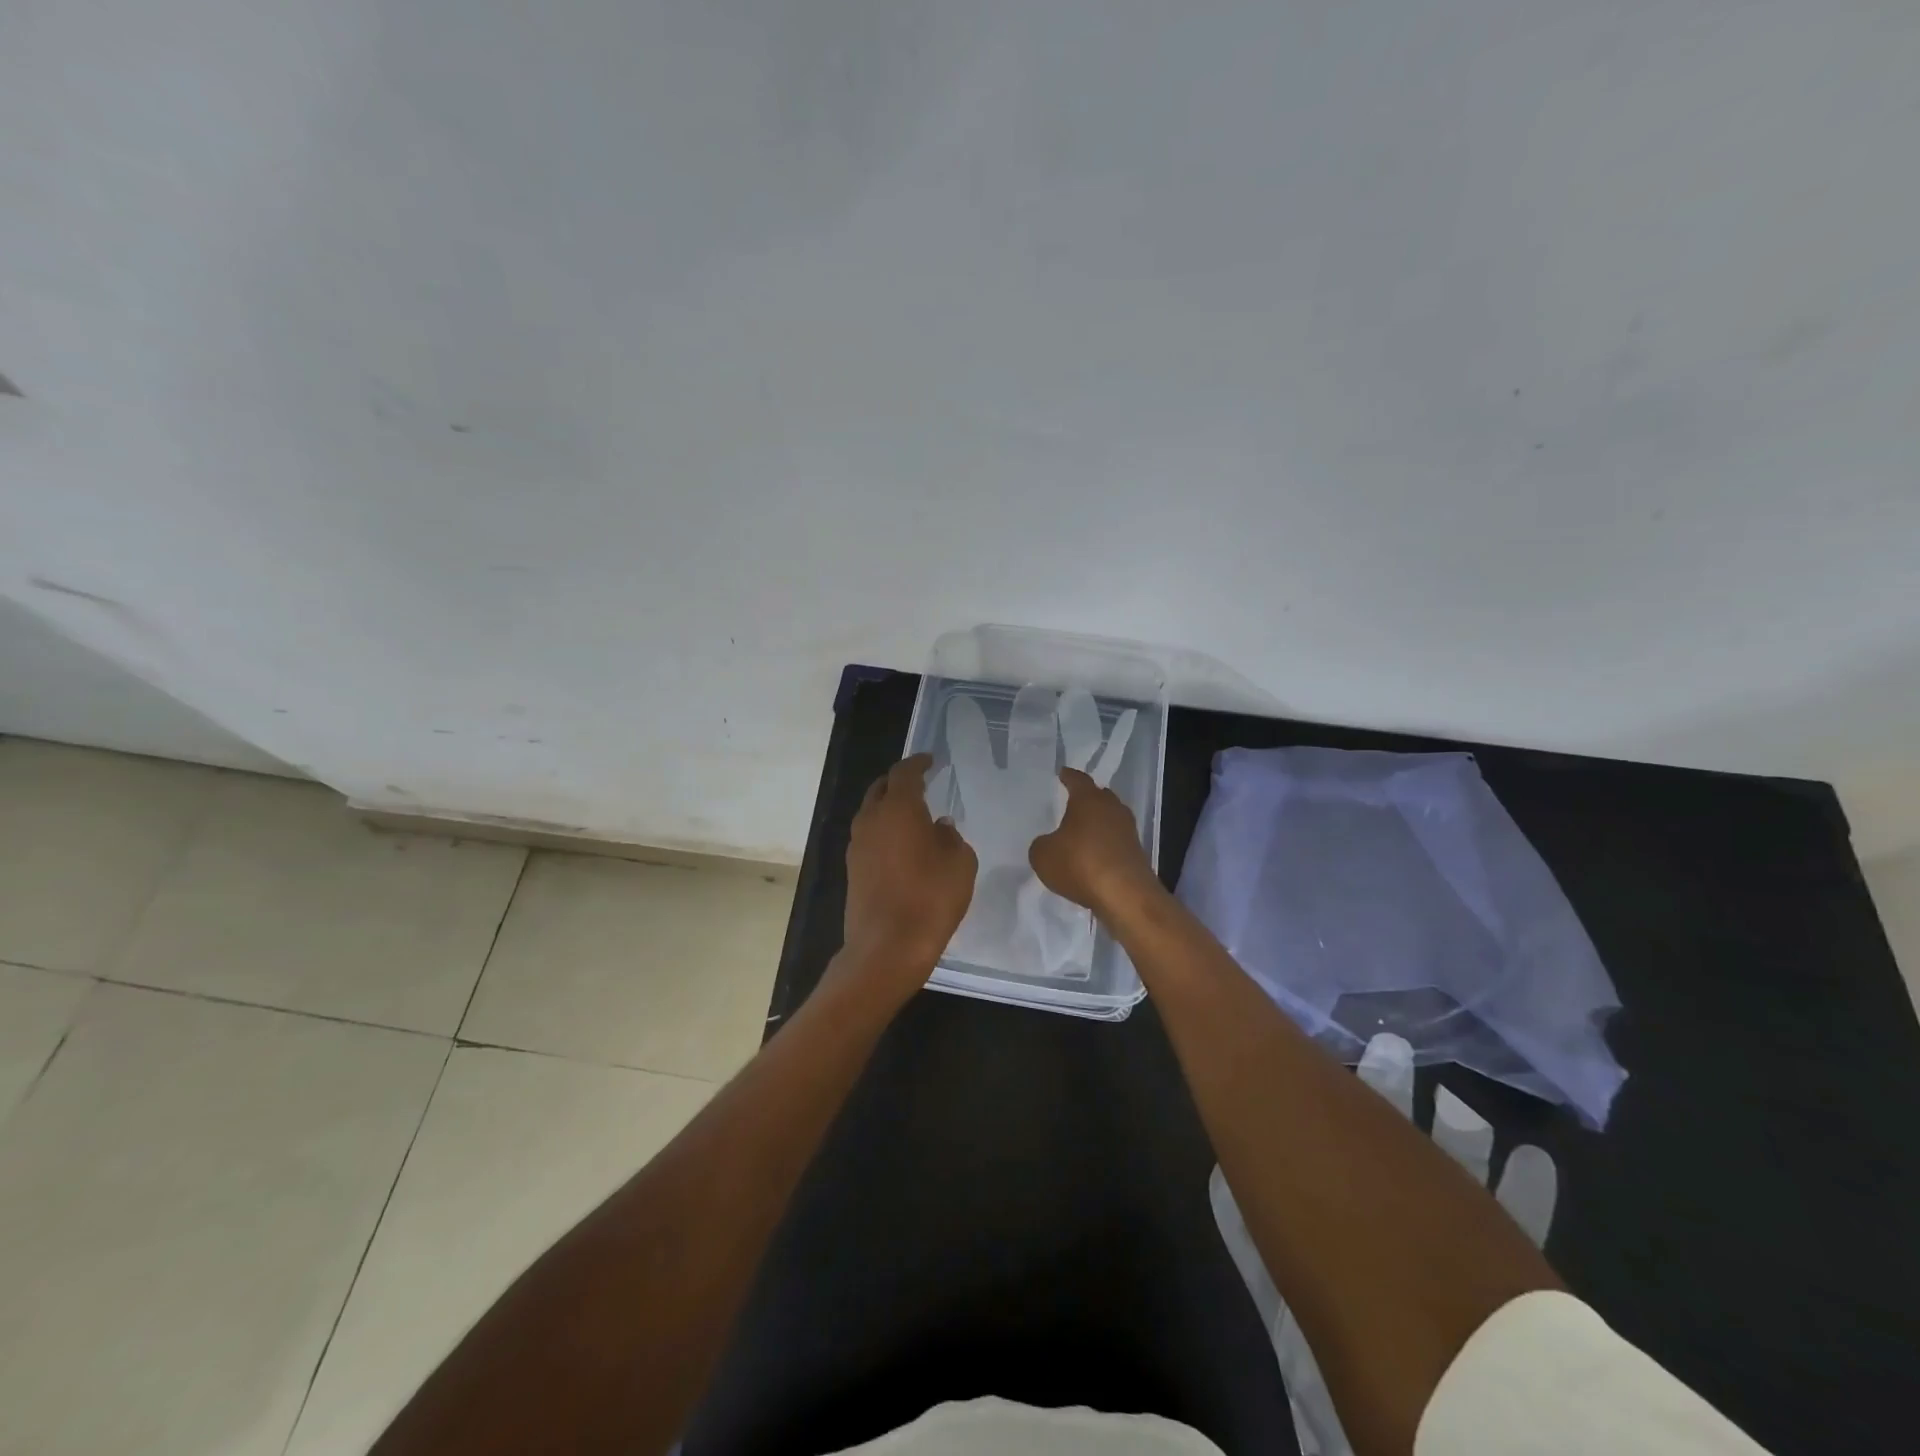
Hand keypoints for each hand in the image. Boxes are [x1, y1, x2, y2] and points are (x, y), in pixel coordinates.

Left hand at [840, 754, 976, 1000]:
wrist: (887, 947)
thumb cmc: (930, 898)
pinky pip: (868, 837)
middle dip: (898, 783)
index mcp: (897, 808)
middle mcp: (871, 819)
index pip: (904, 773)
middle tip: (919, 784)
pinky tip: (902, 846)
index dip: (918, 763)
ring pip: (871, 813)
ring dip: (889, 808)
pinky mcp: (852, 869)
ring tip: (912, 816)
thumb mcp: (959, 863)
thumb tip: (939, 827)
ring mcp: (856, 845)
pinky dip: (883, 831)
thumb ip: (951, 838)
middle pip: (880, 789)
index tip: (930, 761)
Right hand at [1028, 766, 1160, 917]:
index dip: (1068, 776)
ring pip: (1109, 819)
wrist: (1125, 895)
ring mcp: (1128, 831)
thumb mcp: (1043, 855)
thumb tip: (1050, 843)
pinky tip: (1092, 857)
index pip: (1078, 780)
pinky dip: (1104, 845)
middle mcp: (1112, 808)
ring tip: (1080, 832)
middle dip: (1086, 799)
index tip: (1062, 773)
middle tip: (1071, 803)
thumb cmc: (1080, 864)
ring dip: (1097, 824)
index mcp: (1089, 799)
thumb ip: (1042, 844)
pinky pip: (1115, 841)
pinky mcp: (1136, 853)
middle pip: (1099, 797)